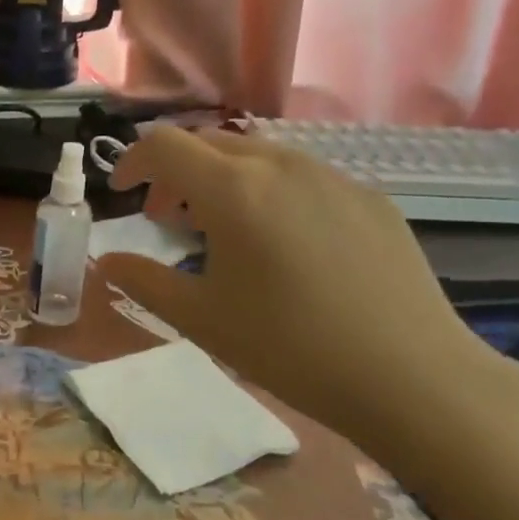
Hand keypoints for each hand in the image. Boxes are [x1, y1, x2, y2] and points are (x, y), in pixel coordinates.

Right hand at [98, 127, 518, 460]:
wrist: (412, 377)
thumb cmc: (290, 347)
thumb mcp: (200, 319)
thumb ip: (142, 281)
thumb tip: (106, 262)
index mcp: (233, 189)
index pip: (163, 145)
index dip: (131, 162)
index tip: (122, 194)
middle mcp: (280, 165)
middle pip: (208, 142)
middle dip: (174, 171)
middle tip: (165, 217)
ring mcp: (331, 176)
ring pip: (256, 155)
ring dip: (221, 178)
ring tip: (221, 228)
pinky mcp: (368, 197)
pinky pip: (301, 176)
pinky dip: (268, 190)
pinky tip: (283, 243)